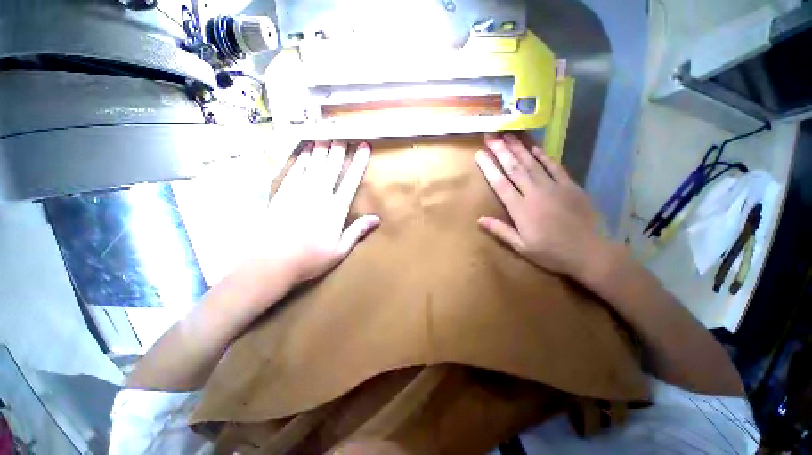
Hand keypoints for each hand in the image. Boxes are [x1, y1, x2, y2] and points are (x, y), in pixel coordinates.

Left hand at [259, 141, 379, 283]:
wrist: (270, 262)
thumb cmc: (310, 259)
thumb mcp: (340, 250)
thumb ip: (358, 231)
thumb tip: (377, 219)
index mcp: (336, 208)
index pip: (352, 179)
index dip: (359, 161)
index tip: (364, 147)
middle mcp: (319, 194)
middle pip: (332, 166)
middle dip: (339, 149)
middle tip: (343, 133)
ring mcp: (299, 192)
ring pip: (313, 164)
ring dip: (321, 149)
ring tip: (326, 135)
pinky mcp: (282, 193)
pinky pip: (295, 170)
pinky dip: (301, 159)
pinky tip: (305, 152)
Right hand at [475, 133, 602, 277]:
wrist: (590, 253)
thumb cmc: (551, 252)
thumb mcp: (521, 247)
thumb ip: (500, 231)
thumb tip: (479, 219)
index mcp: (520, 209)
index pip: (500, 183)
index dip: (488, 167)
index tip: (479, 154)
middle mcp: (534, 193)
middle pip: (514, 168)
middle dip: (501, 150)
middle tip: (491, 135)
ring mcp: (554, 187)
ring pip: (532, 163)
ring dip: (518, 148)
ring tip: (508, 134)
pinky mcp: (570, 186)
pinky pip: (554, 167)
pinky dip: (544, 156)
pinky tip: (534, 147)